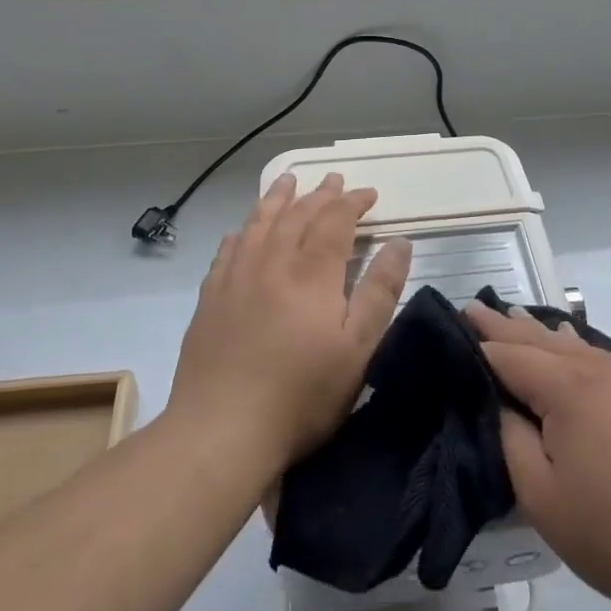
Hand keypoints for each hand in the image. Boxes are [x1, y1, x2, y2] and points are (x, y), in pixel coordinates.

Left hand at [169, 173, 411, 473]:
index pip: (335, 220)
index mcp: (311, 272)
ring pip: (259, 223)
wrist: (221, 430)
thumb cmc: (301, 393)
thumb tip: (400, 242)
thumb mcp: (357, 348)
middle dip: (320, 194)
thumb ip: (380, 291)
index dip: (353, 202)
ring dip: (277, 199)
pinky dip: (241, 233)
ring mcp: (236, 278)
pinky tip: (241, 231)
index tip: (370, 194)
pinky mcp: (210, 299)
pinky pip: (227, 251)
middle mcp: (272, 262)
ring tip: (287, 181)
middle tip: (334, 180)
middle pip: (297, 214)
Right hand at [466, 301, 610, 610]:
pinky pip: (603, 357)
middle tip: (474, 308)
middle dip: (505, 325)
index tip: (452, 323)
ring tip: (514, 317)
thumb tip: (501, 405)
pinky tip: (570, 345)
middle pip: (541, 339)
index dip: (478, 343)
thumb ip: (511, 440)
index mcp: (568, 387)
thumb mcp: (543, 497)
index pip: (509, 355)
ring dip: (540, 333)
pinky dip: (575, 347)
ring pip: (574, 345)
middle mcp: (600, 368)